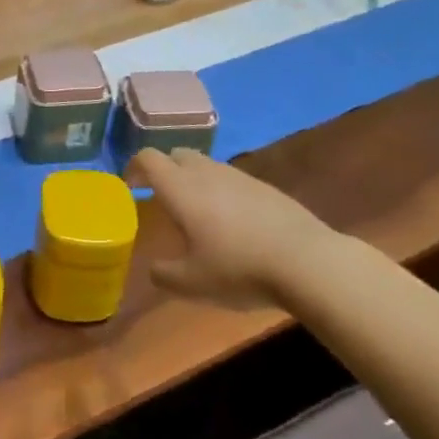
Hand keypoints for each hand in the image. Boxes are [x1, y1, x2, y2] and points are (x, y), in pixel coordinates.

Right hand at [126, 148, 337, 308]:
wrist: (308, 262)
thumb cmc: (239, 268)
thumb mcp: (192, 284)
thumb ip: (164, 275)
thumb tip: (154, 269)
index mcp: (180, 188)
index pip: (148, 159)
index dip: (133, 168)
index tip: (130, 188)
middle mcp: (206, 172)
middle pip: (176, 155)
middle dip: (163, 170)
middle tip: (160, 198)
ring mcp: (239, 176)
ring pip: (206, 166)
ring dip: (193, 180)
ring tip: (197, 213)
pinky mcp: (265, 187)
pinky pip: (232, 180)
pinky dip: (221, 192)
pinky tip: (233, 223)